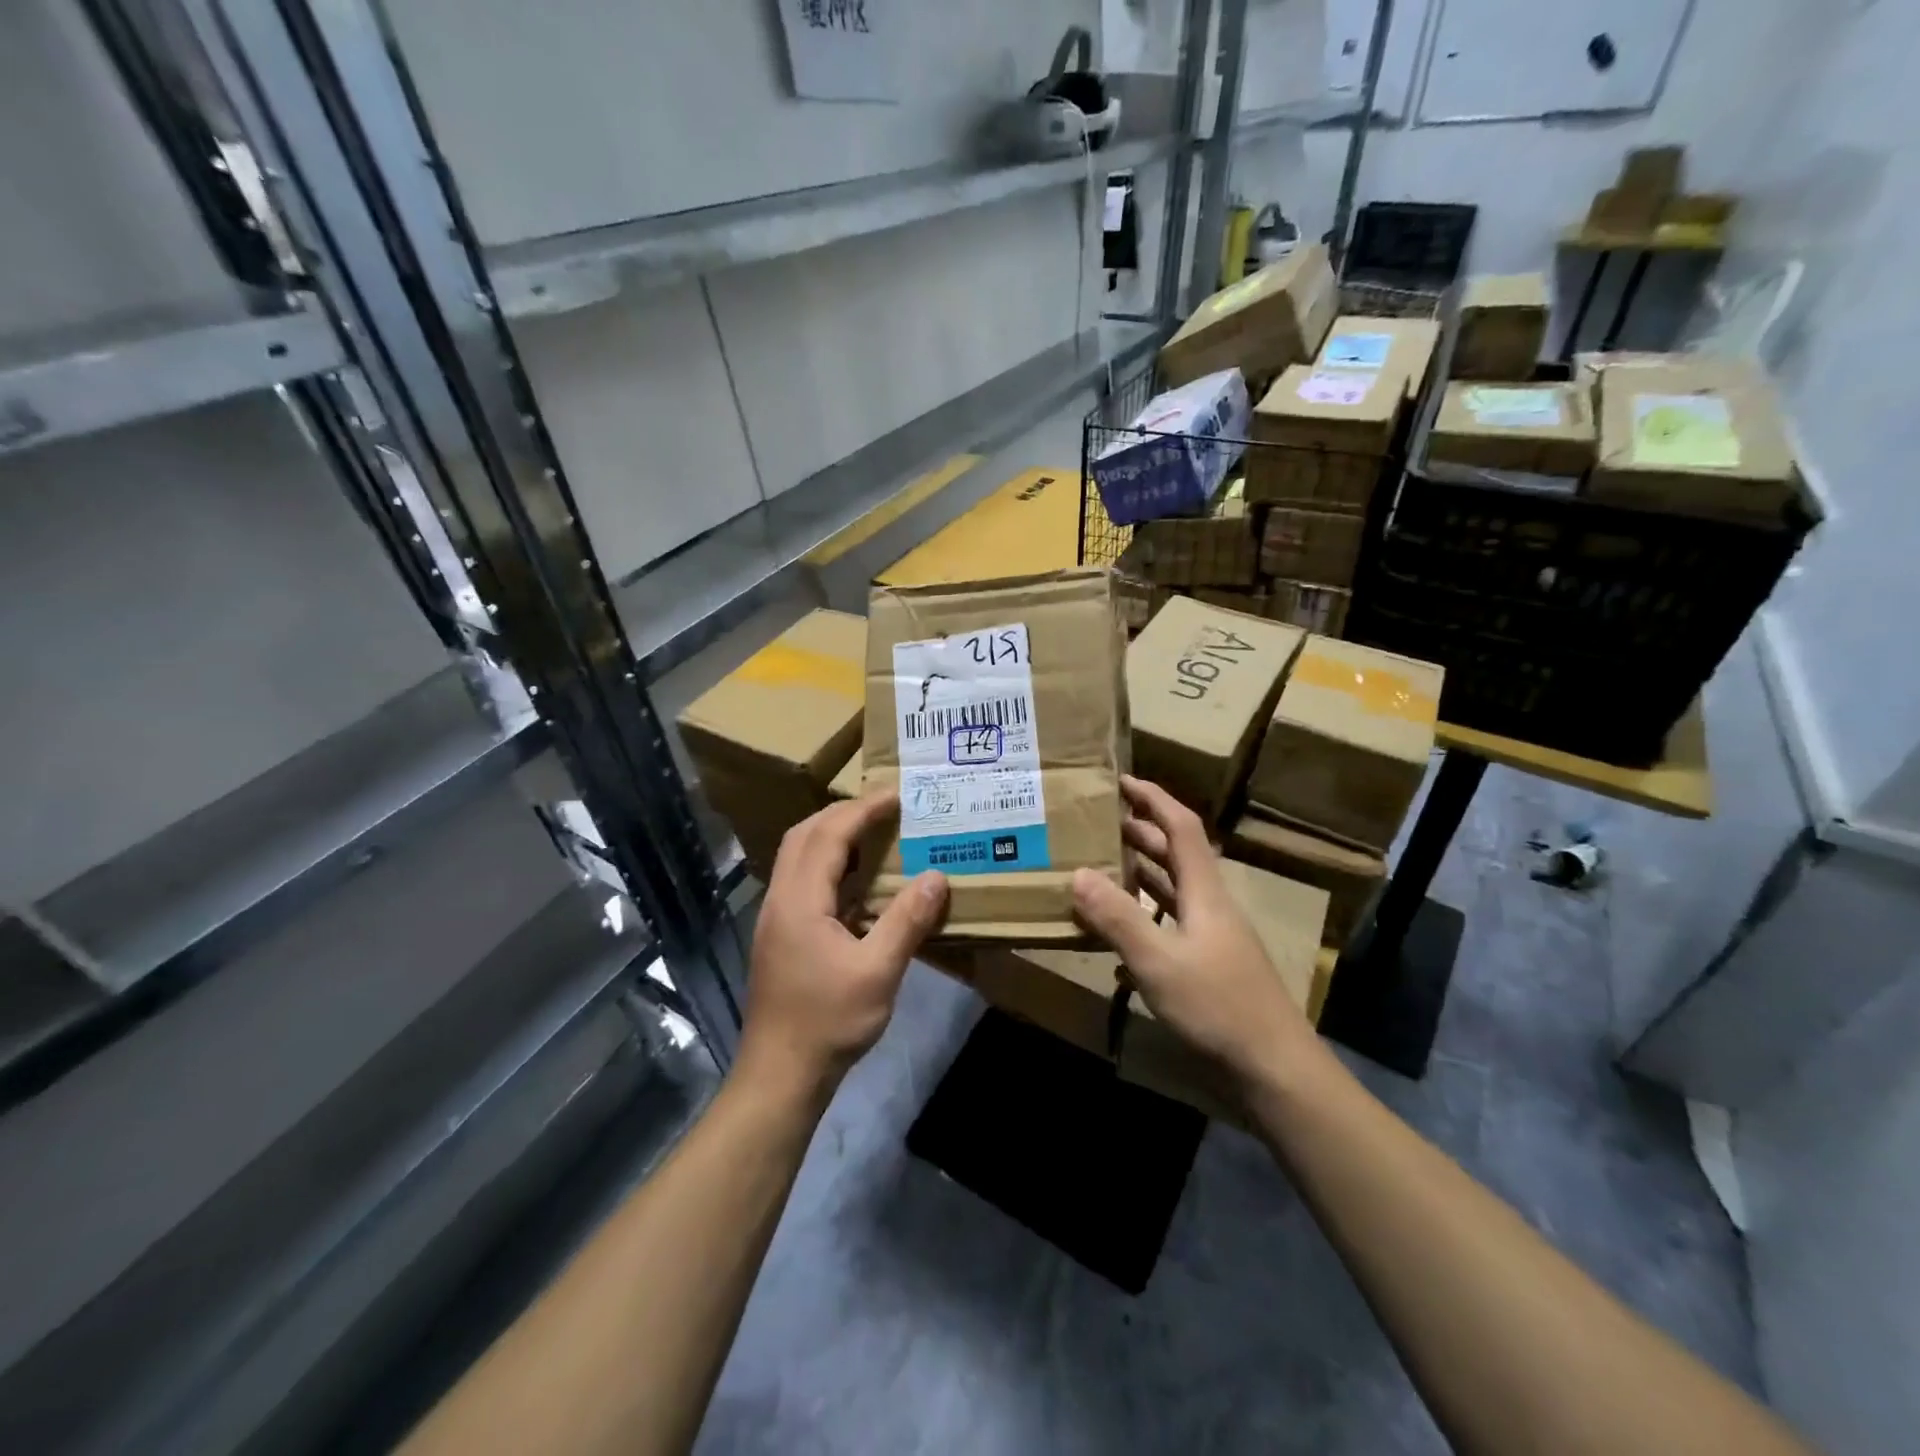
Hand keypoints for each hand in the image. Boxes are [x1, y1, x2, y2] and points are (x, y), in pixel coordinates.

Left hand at [739, 792, 948, 1101]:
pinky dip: (828, 864)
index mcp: (799, 901)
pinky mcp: (780, 936)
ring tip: (873, 835)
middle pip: (804, 836)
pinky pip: (802, 880)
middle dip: (842, 814)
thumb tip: (937, 877)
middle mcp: (780, 899)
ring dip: (832, 837)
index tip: (896, 796)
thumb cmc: (828, 1022)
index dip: (862, 810)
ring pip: (798, 857)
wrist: (780, 1074)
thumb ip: (907, 921)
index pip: (828, 835)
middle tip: (884, 810)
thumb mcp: (878, 972)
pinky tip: (856, 883)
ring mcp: (776, 918)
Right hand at [1072, 776, 1314, 1085]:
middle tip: (1098, 822)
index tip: (1121, 780)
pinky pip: (1170, 922)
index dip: (1153, 798)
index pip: (1181, 827)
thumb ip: (1118, 918)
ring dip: (1141, 871)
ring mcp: (1212, 936)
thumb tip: (1078, 874)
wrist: (1274, 1069)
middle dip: (1140, 831)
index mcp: (1205, 892)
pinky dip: (1144, 913)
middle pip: (1176, 854)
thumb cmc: (1218, 1007)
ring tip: (1101, 864)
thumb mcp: (1159, 962)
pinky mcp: (1209, 964)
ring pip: (1173, 889)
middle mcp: (1210, 904)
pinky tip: (1118, 929)